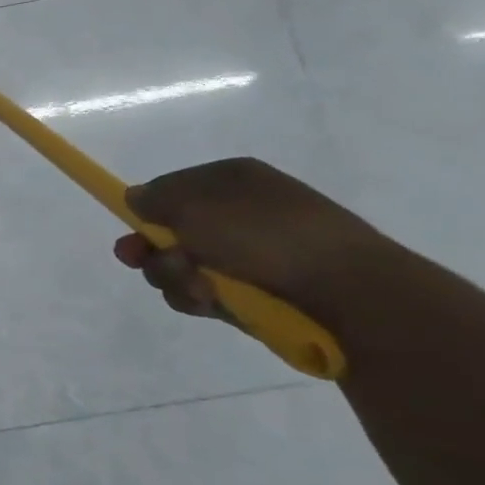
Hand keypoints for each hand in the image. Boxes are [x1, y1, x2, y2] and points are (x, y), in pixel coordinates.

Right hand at [111, 157, 401, 333]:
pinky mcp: (258, 293)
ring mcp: (252, 255)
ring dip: (175, 277)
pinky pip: (209, 293)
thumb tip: (135, 197)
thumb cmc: (266, 238)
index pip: (172, 187)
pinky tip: (211, 304)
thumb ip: (155, 199)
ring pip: (184, 266)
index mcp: (234, 181)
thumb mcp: (195, 208)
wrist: (353, 295)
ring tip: (196, 288)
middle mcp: (242, 213)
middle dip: (153, 250)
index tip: (131, 226)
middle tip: (140, 262)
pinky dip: (200, 299)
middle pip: (173, 231)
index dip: (146, 207)